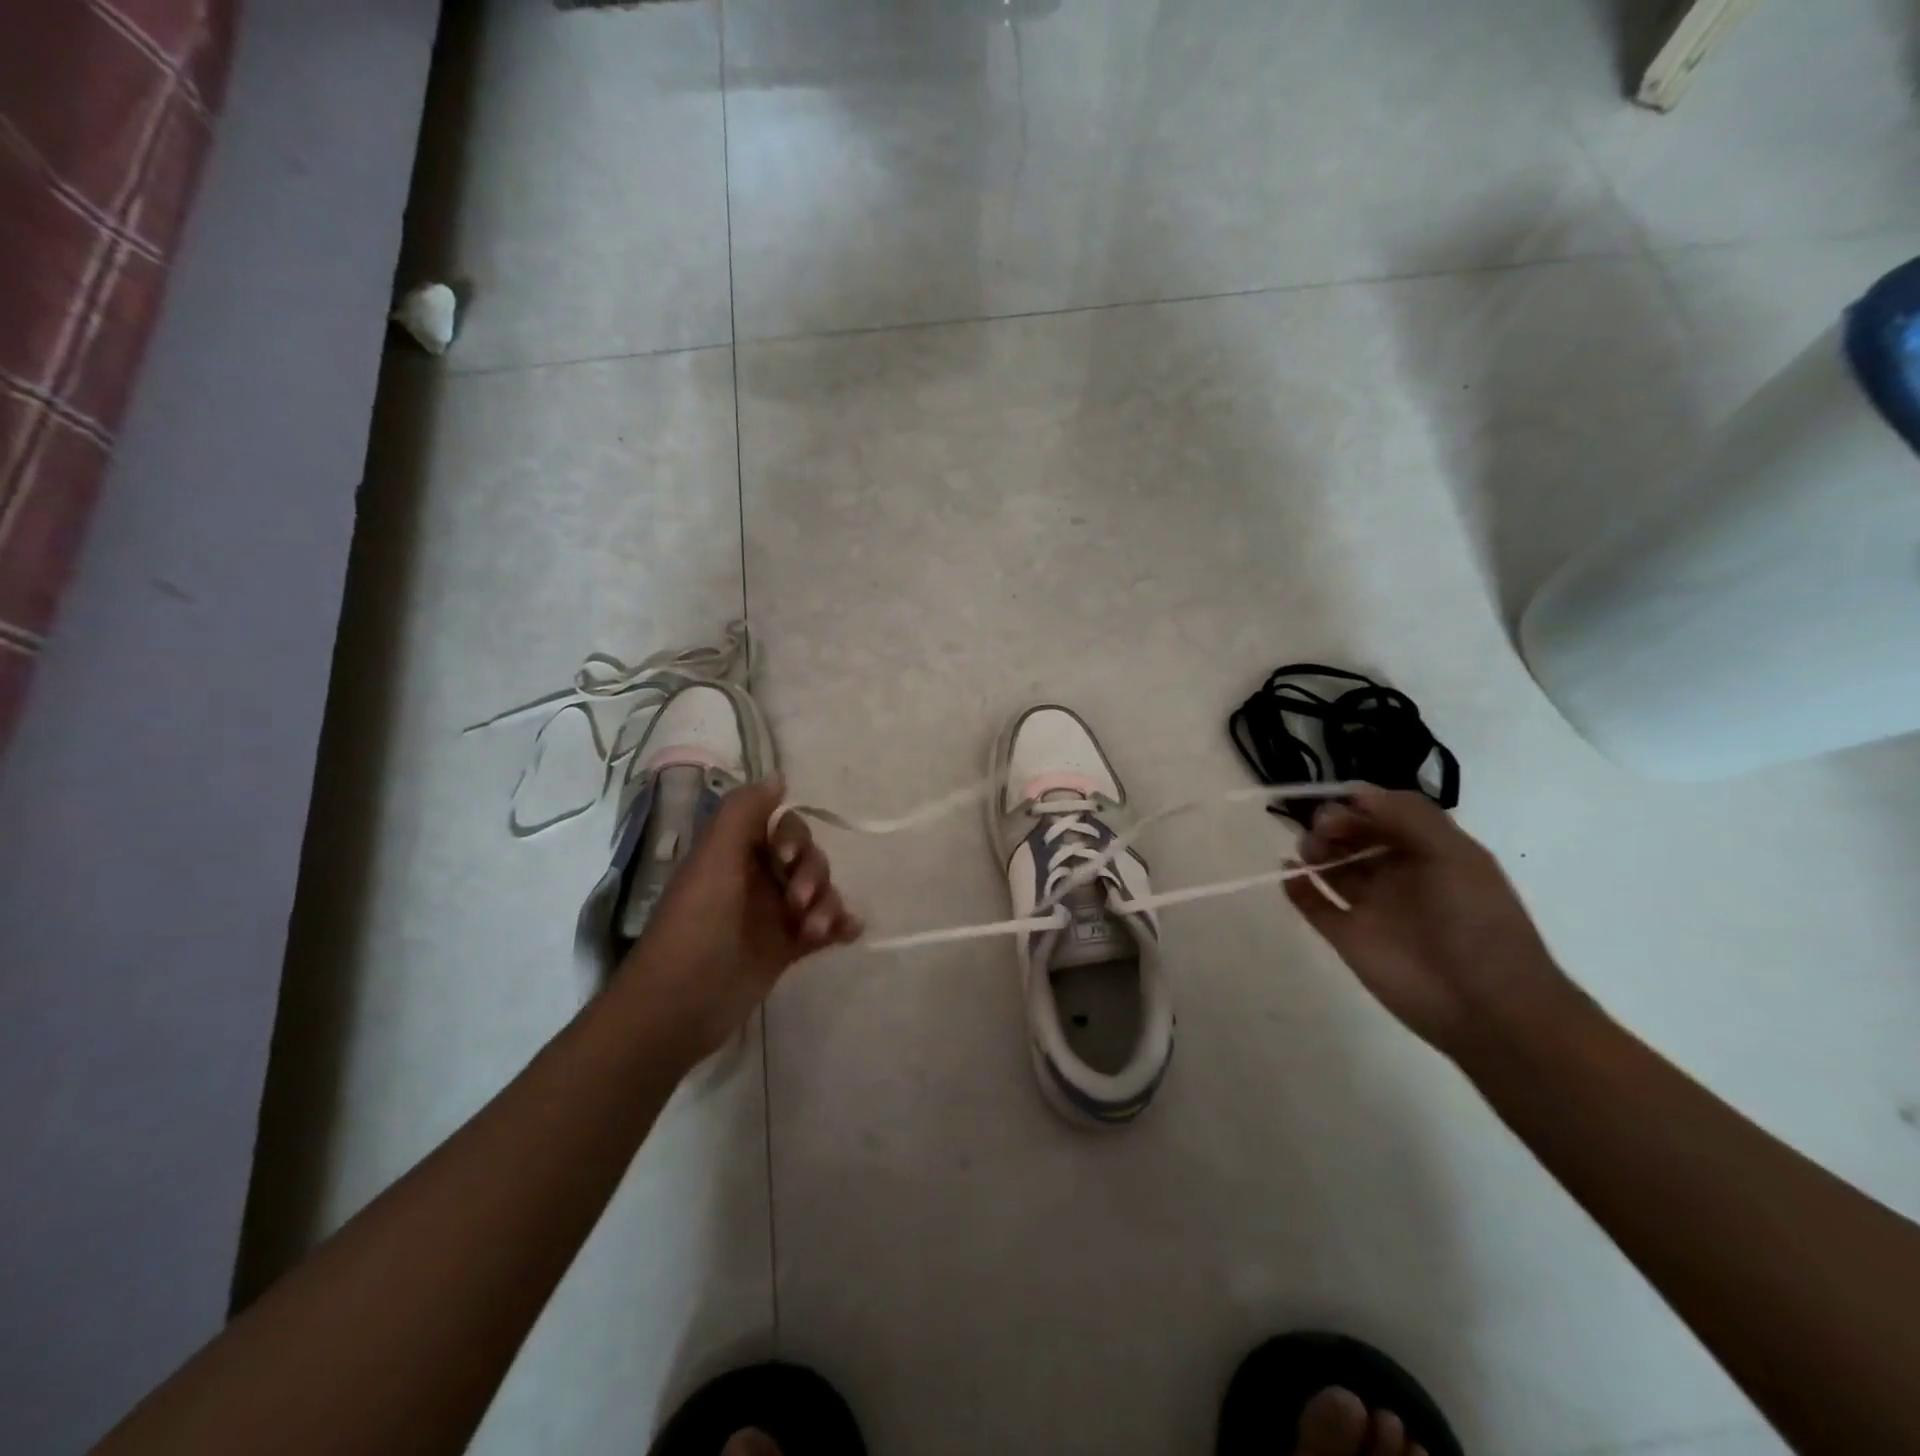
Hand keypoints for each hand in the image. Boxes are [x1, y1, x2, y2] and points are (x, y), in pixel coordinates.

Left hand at [616, 779, 861, 1060]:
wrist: (680, 1005)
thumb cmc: (695, 924)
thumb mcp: (714, 857)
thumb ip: (744, 811)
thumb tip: (779, 777)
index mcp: (736, 853)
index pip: (783, 827)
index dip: (794, 838)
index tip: (786, 859)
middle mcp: (756, 878)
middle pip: (807, 858)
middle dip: (813, 874)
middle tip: (799, 903)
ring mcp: (772, 915)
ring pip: (819, 892)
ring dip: (828, 903)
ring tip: (816, 931)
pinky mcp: (785, 949)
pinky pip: (825, 927)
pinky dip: (840, 925)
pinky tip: (848, 933)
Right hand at [1286, 787, 1576, 1057]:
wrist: (1485, 1004)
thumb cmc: (1476, 921)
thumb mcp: (1456, 855)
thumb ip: (1409, 816)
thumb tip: (1356, 793)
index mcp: (1430, 853)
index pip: (1386, 815)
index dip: (1360, 804)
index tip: (1338, 800)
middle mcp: (1399, 875)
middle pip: (1355, 837)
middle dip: (1334, 824)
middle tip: (1323, 829)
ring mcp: (1372, 907)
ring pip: (1333, 867)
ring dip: (1314, 850)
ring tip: (1309, 851)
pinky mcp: (1348, 937)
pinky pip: (1315, 905)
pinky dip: (1298, 888)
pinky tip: (1287, 874)